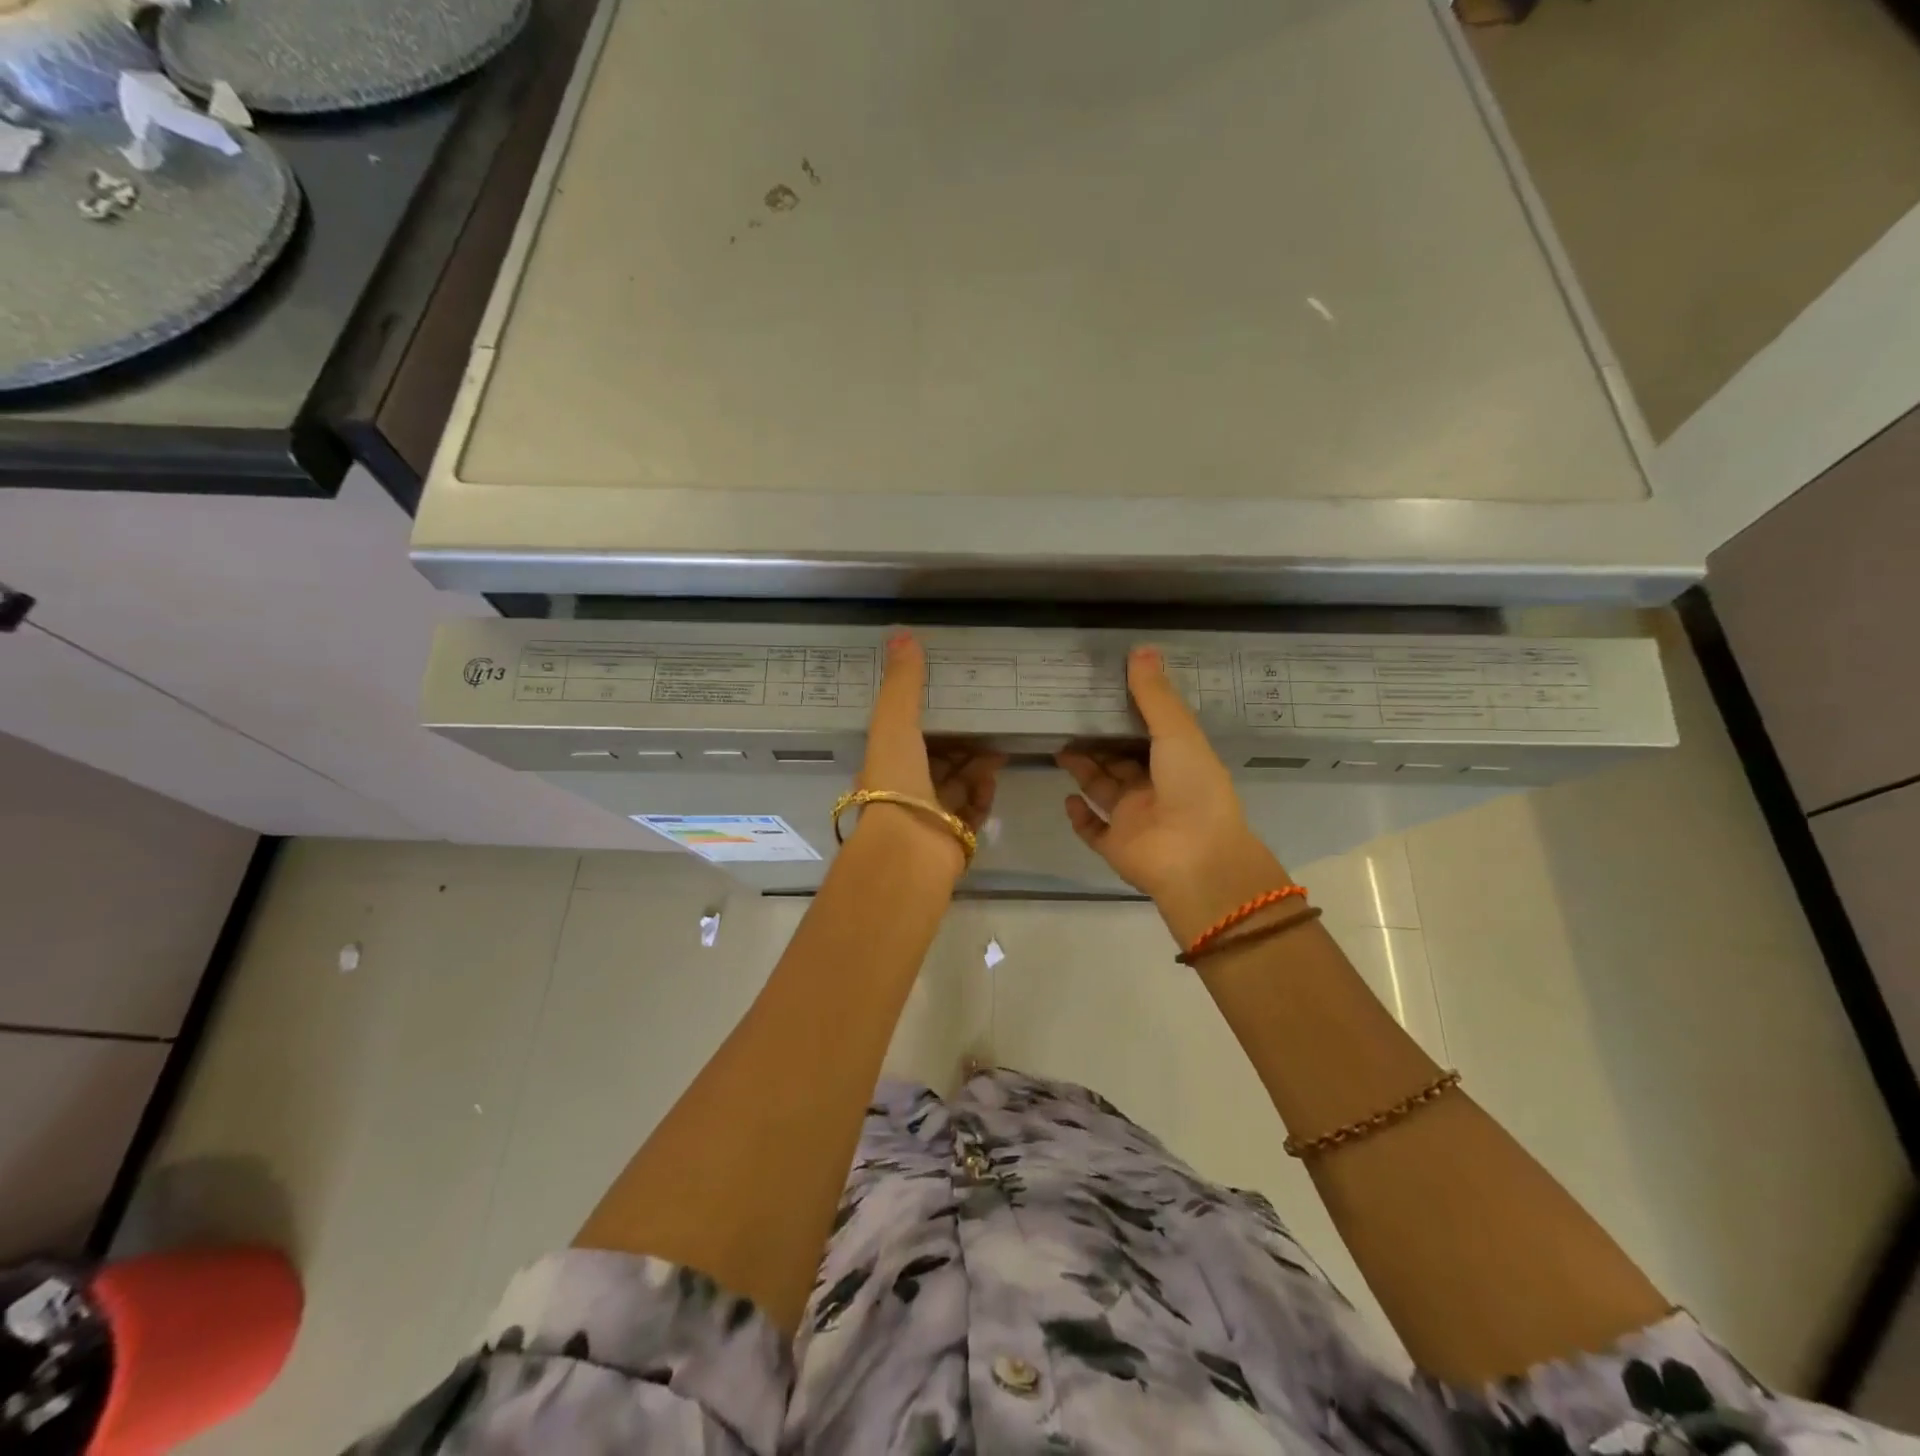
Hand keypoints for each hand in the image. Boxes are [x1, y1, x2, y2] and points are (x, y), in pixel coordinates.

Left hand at [857, 633, 1003, 871]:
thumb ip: (902, 683)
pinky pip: (973, 811)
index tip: (952, 703)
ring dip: (976, 767)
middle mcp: (905, 793)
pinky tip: (993, 778)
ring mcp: (930, 818)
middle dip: (961, 745)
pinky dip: (983, 794)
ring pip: (958, 786)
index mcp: (886, 766)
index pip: (908, 740)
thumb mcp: (894, 722)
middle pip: (937, 763)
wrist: (909, 848)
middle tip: (987, 723)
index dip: (928, 722)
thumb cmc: (896, 780)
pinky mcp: (954, 839)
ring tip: (999, 748)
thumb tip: (902, 634)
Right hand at [1057, 647, 1290, 939]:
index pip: (1148, 735)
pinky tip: (1066, 798)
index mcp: (1177, 764)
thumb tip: (1140, 648)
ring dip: (1083, 770)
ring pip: (1103, 790)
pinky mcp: (1115, 846)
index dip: (1126, 715)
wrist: (1195, 859)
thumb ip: (1154, 695)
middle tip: (1067, 717)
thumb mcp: (1177, 733)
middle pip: (1120, 761)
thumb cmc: (1192, 789)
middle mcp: (1155, 790)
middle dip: (1097, 742)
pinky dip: (1079, 816)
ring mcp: (1134, 821)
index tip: (1101, 692)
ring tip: (1059, 746)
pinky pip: (1093, 829)